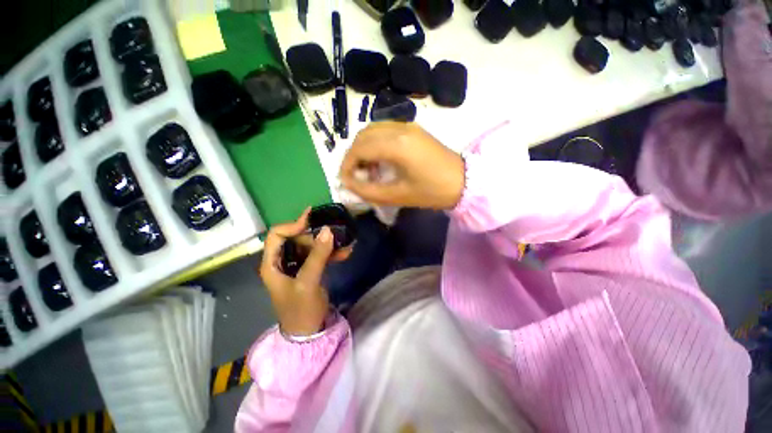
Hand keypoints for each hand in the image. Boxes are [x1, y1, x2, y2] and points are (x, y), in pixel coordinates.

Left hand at [259, 209, 335, 336]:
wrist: (308, 333)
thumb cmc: (301, 309)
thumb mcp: (308, 282)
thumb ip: (317, 255)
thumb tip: (328, 230)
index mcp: (272, 263)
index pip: (277, 235)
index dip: (293, 225)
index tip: (313, 220)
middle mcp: (282, 261)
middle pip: (296, 238)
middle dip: (315, 236)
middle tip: (333, 236)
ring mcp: (296, 266)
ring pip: (310, 246)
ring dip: (327, 244)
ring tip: (345, 243)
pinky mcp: (309, 270)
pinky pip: (319, 256)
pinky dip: (331, 253)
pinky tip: (346, 253)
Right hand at [340, 122, 464, 209]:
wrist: (463, 181)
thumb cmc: (431, 192)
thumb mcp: (397, 196)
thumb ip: (368, 191)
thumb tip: (349, 183)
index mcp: (396, 144)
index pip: (359, 148)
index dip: (347, 164)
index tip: (345, 180)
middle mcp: (399, 127)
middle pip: (362, 136)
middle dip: (353, 156)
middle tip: (356, 176)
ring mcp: (407, 125)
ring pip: (372, 130)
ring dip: (363, 148)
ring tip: (368, 169)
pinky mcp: (413, 128)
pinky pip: (384, 130)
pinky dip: (375, 143)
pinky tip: (380, 160)